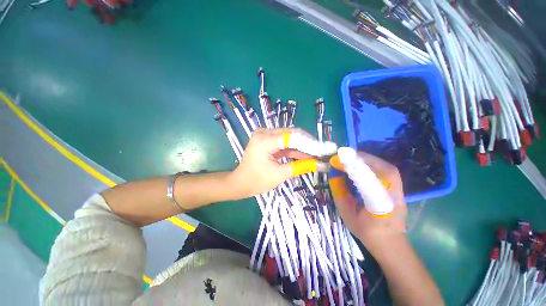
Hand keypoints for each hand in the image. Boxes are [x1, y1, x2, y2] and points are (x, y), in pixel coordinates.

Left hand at [228, 128, 317, 197]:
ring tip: (317, 155)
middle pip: (292, 135)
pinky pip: (284, 143)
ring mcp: (265, 136)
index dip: (310, 143)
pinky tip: (305, 155)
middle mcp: (265, 133)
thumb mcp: (279, 175)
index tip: (324, 149)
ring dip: (302, 147)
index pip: (292, 137)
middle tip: (322, 152)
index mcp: (265, 140)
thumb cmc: (256, 181)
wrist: (240, 183)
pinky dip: (294, 150)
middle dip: (308, 144)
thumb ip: (300, 167)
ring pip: (289, 138)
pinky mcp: (267, 140)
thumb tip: (320, 164)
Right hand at [335, 152, 407, 255]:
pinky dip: (371, 163)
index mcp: (379, 206)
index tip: (336, 160)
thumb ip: (340, 193)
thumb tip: (334, 173)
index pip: (367, 182)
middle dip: (359, 159)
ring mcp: (399, 189)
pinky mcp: (398, 185)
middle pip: (379, 168)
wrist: (390, 241)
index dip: (351, 168)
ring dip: (365, 159)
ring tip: (350, 158)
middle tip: (342, 156)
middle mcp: (393, 194)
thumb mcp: (347, 213)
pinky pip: (384, 169)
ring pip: (383, 166)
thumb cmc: (366, 230)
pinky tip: (361, 164)